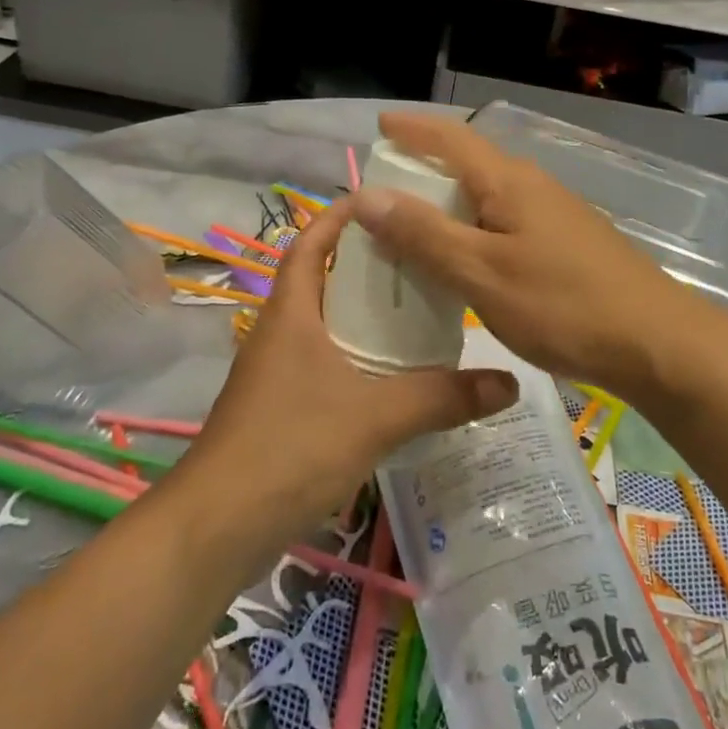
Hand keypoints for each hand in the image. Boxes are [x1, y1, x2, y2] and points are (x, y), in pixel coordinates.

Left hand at [177, 197, 517, 552]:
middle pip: (323, 280)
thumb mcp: (376, 417)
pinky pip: (324, 364)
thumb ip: (443, 397)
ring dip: (363, 315)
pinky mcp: (280, 409)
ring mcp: (276, 373)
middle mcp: (280, 333)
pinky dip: (356, 358)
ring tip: (418, 312)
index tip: (383, 202)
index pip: (311, 244)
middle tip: (422, 259)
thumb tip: (509, 383)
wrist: (218, 527)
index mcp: (291, 313)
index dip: (340, 216)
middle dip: (367, 265)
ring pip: (324, 325)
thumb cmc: (291, 447)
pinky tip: (393, 377)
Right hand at [349, 113, 711, 397]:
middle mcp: (533, 187)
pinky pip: (506, 223)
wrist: (656, 342)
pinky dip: (473, 231)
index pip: (451, 138)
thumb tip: (366, 195)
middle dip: (424, 169)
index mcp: (508, 182)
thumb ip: (424, 235)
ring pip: (488, 197)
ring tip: (413, 229)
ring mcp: (555, 215)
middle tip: (383, 192)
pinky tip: (465, 261)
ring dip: (448, 204)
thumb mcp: (481, 273)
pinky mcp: (568, 244)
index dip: (412, 129)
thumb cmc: (562, 305)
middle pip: (469, 164)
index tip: (380, 123)